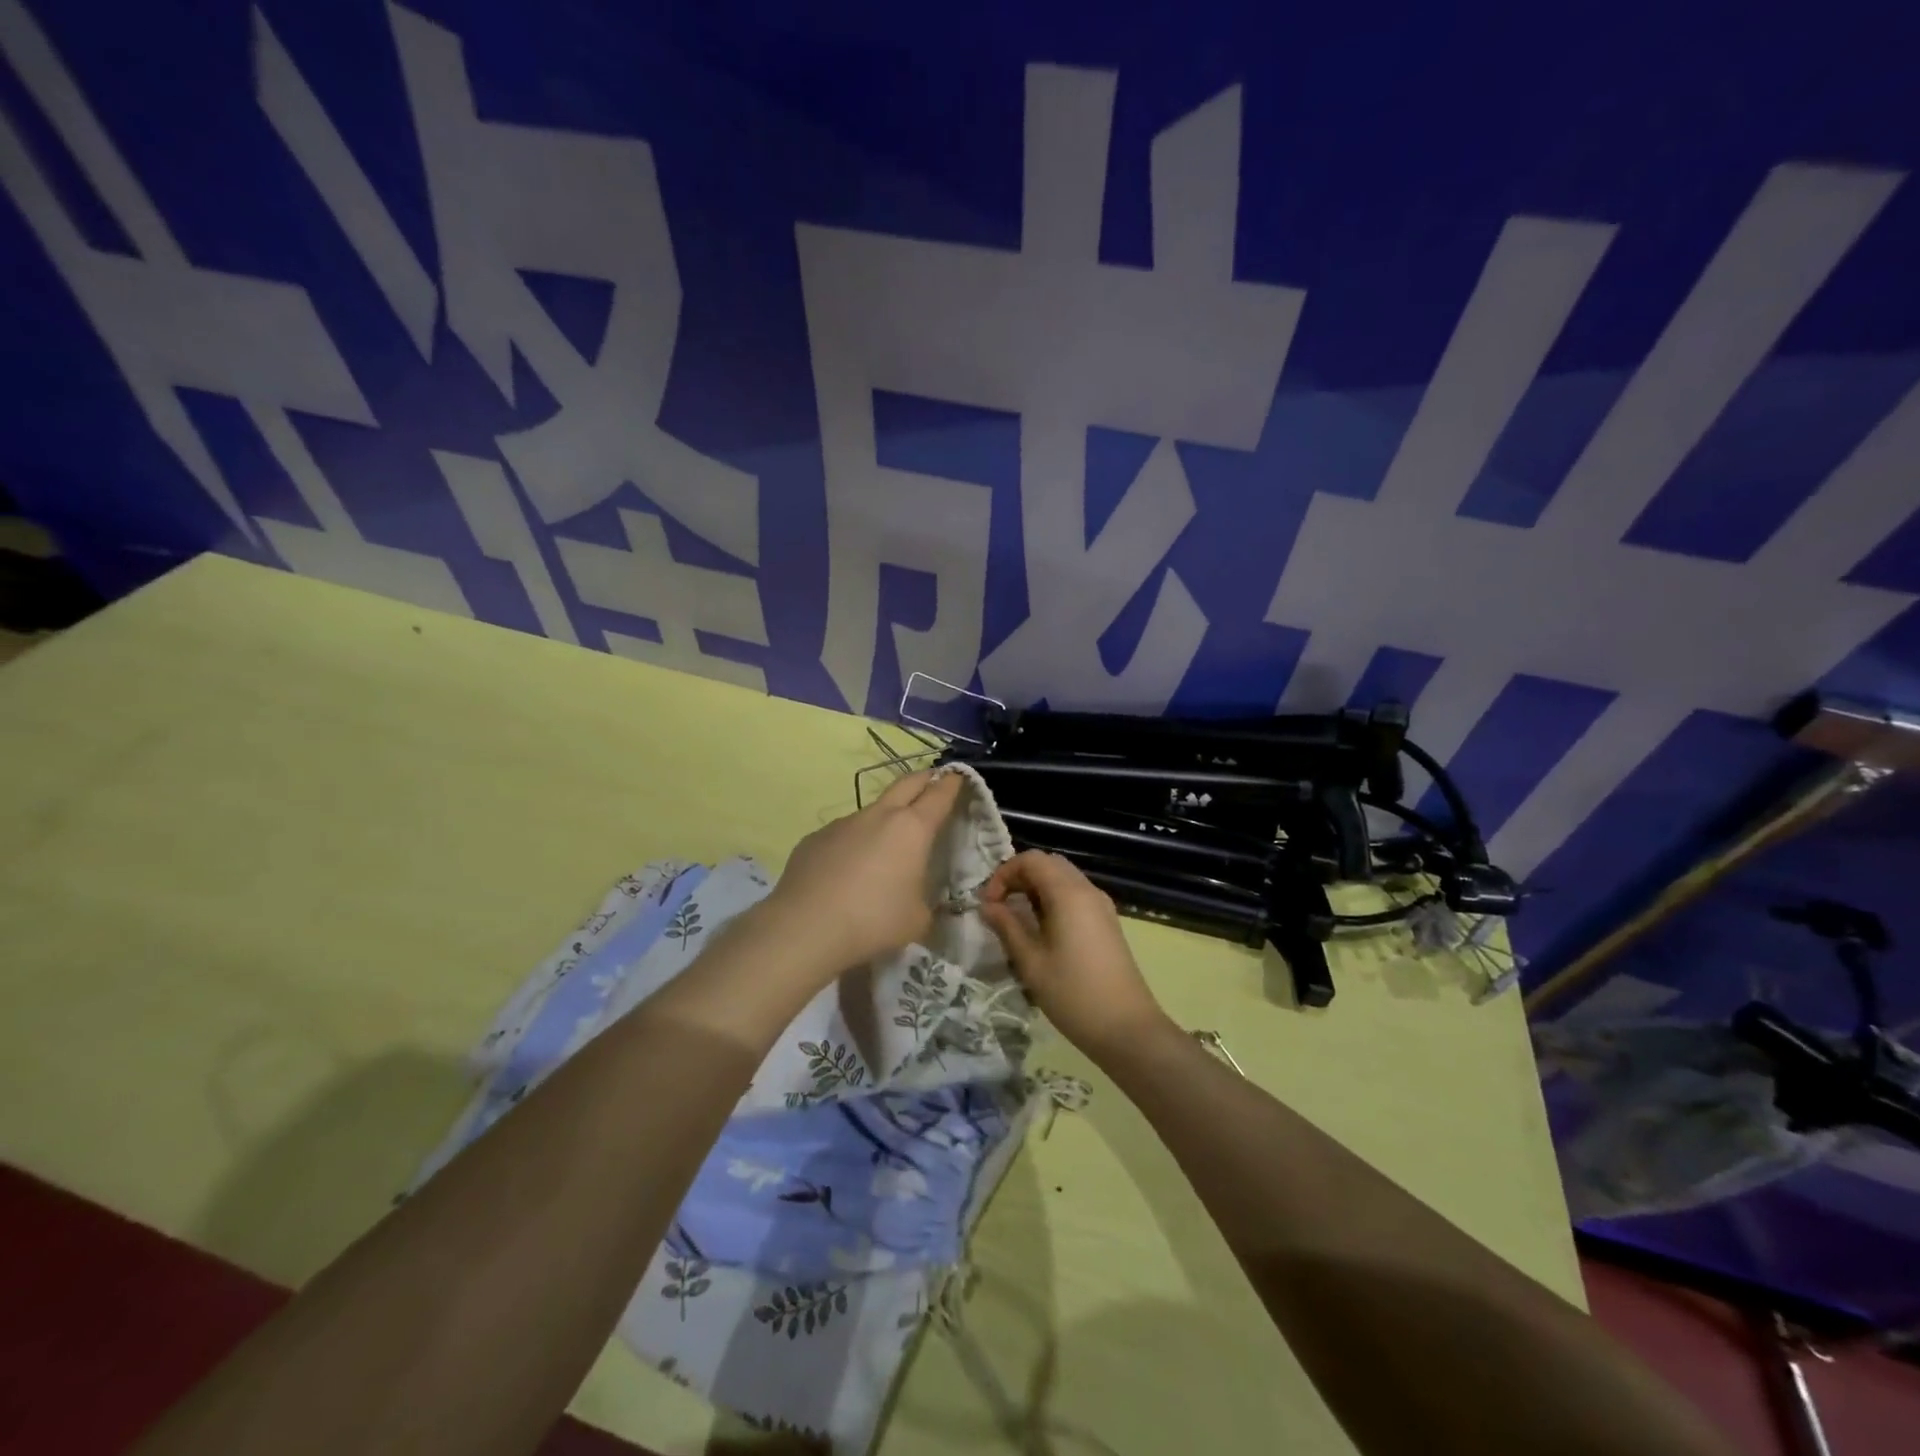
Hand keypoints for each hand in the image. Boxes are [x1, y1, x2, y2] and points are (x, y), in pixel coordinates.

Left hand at [759, 768, 966, 976]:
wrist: (806, 927)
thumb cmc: (874, 920)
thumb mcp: (917, 919)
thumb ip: (925, 901)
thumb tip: (918, 896)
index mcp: (912, 828)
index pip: (939, 794)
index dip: (952, 783)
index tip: (958, 776)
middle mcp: (878, 815)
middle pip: (906, 783)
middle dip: (924, 779)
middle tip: (933, 784)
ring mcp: (843, 823)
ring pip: (872, 810)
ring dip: (885, 817)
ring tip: (887, 845)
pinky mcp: (815, 838)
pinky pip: (844, 833)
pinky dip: (854, 842)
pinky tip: (848, 870)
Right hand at [978, 850, 1168, 1058]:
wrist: (1127, 1028)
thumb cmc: (1073, 994)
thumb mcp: (1031, 962)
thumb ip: (1007, 927)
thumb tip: (988, 906)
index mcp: (1068, 893)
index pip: (1031, 859)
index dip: (1004, 874)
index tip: (989, 904)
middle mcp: (1087, 890)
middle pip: (1049, 864)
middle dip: (1019, 878)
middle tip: (1000, 906)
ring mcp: (1101, 906)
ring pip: (1063, 879)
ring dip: (1036, 889)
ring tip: (1016, 919)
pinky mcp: (1107, 922)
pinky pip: (1075, 896)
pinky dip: (1053, 900)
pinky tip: (1041, 931)